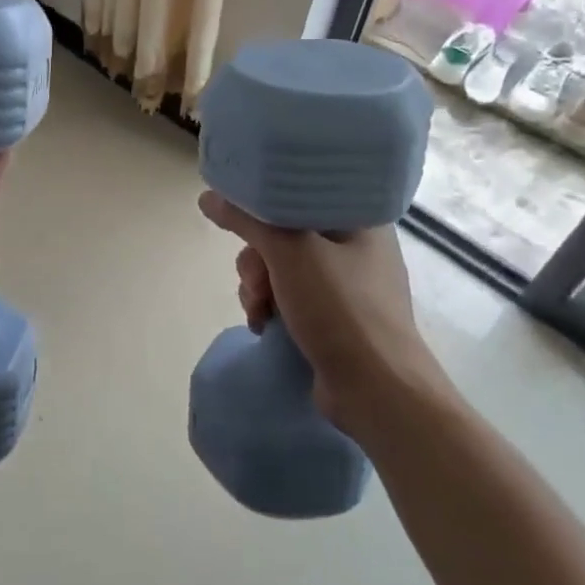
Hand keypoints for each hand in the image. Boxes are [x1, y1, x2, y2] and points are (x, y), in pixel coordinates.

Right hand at [198, 192, 446, 428]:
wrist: (376, 391)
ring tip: (259, 312)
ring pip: (280, 267)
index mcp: (358, 218)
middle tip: (256, 282)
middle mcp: (355, 246)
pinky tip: (264, 324)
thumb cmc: (341, 309)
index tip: (244, 224)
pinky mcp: (334, 317)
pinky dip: (271, 307)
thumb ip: (248, 221)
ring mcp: (346, 285)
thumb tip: (208, 197)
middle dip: (258, 260)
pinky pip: (289, 296)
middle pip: (284, 233)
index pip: (301, 193)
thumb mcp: (290, 254)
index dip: (266, 206)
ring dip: (258, 287)